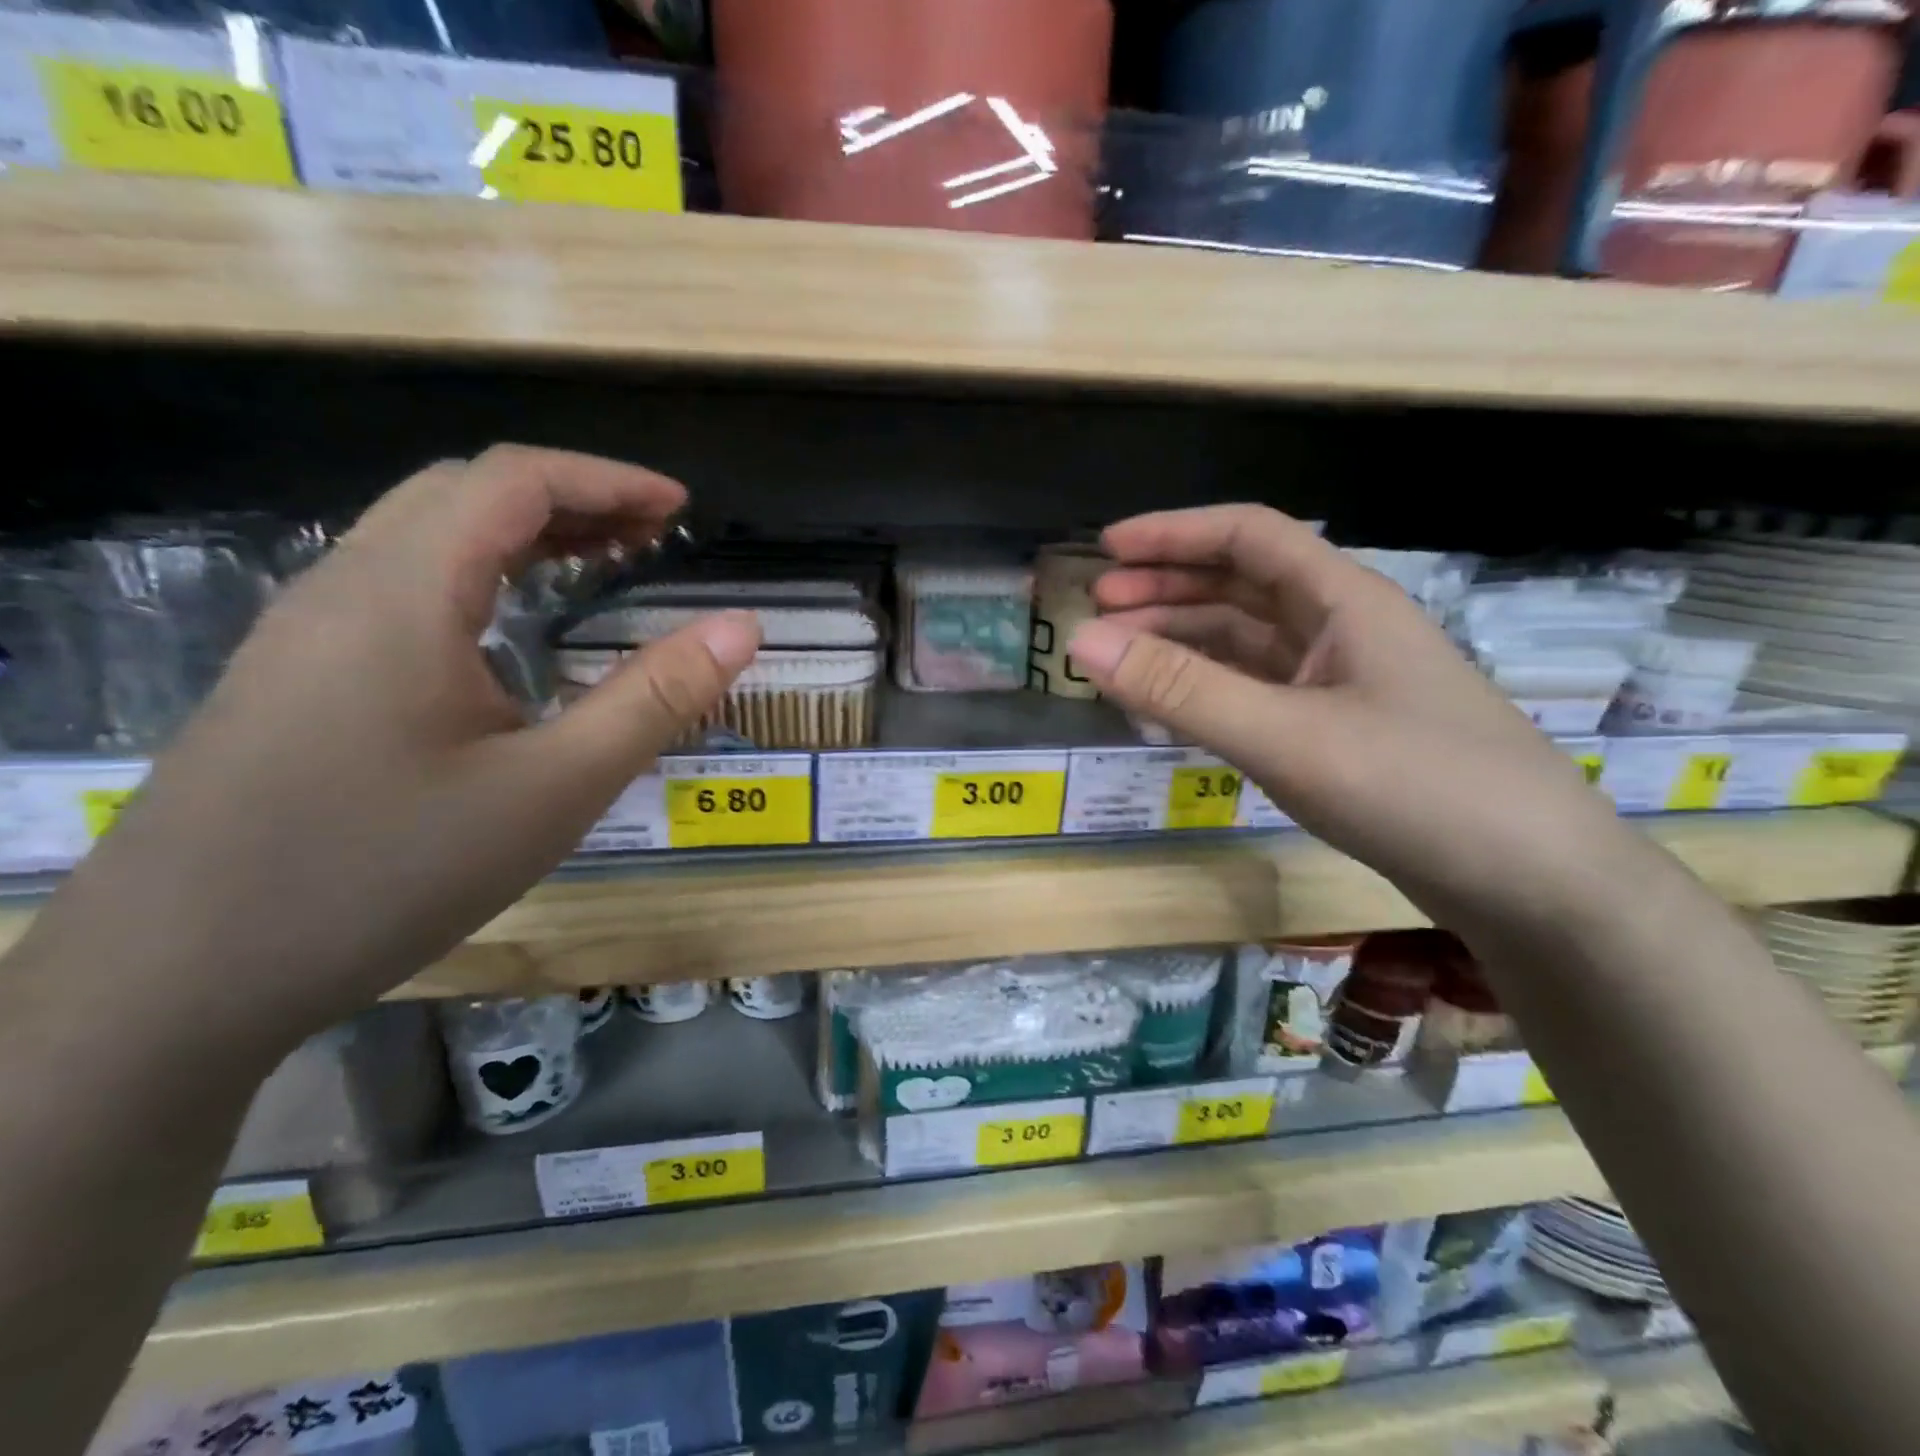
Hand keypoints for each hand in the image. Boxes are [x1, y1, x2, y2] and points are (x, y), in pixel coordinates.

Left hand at [32, 446, 760, 1045]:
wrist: (179, 981)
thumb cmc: (388, 873)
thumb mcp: (554, 789)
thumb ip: (655, 699)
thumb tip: (742, 628)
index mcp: (403, 593)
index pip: (513, 481)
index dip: (608, 481)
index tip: (681, 509)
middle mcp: (343, 587)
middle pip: (463, 493)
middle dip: (570, 500)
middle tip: (651, 539)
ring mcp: (305, 633)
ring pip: (423, 538)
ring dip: (520, 535)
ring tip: (599, 569)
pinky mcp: (294, 678)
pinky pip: (398, 588)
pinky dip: (477, 577)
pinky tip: (509, 635)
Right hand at [1066, 504, 1634, 928]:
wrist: (1534, 883)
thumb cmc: (1417, 788)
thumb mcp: (1286, 735)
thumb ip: (1181, 689)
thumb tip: (1081, 642)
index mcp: (1342, 600)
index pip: (1248, 536)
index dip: (1174, 533)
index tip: (1106, 549)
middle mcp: (1341, 630)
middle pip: (1240, 587)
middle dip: (1166, 589)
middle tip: (1098, 609)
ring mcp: (1341, 684)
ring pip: (1246, 643)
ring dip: (1183, 642)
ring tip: (1120, 660)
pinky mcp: (1338, 733)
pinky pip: (1257, 692)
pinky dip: (1209, 692)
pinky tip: (1174, 710)